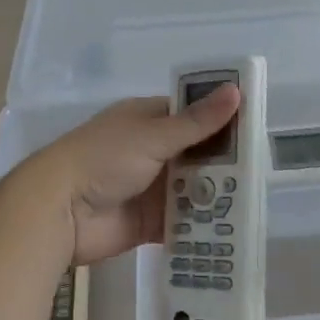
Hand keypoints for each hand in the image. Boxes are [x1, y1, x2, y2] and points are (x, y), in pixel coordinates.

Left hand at [31, 85, 242, 264]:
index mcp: (147, 121)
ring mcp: (150, 188)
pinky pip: (182, 222)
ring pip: (192, 189)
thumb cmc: (103, 159)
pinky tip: (231, 228)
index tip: (254, 128)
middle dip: (224, 162)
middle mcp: (151, 152)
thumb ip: (197, 122)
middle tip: (261, 170)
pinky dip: (202, 225)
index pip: (191, 114)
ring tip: (253, 201)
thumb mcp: (153, 135)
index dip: (221, 119)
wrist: (59, 212)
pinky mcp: (149, 222)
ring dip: (215, 194)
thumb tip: (236, 91)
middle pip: (196, 154)